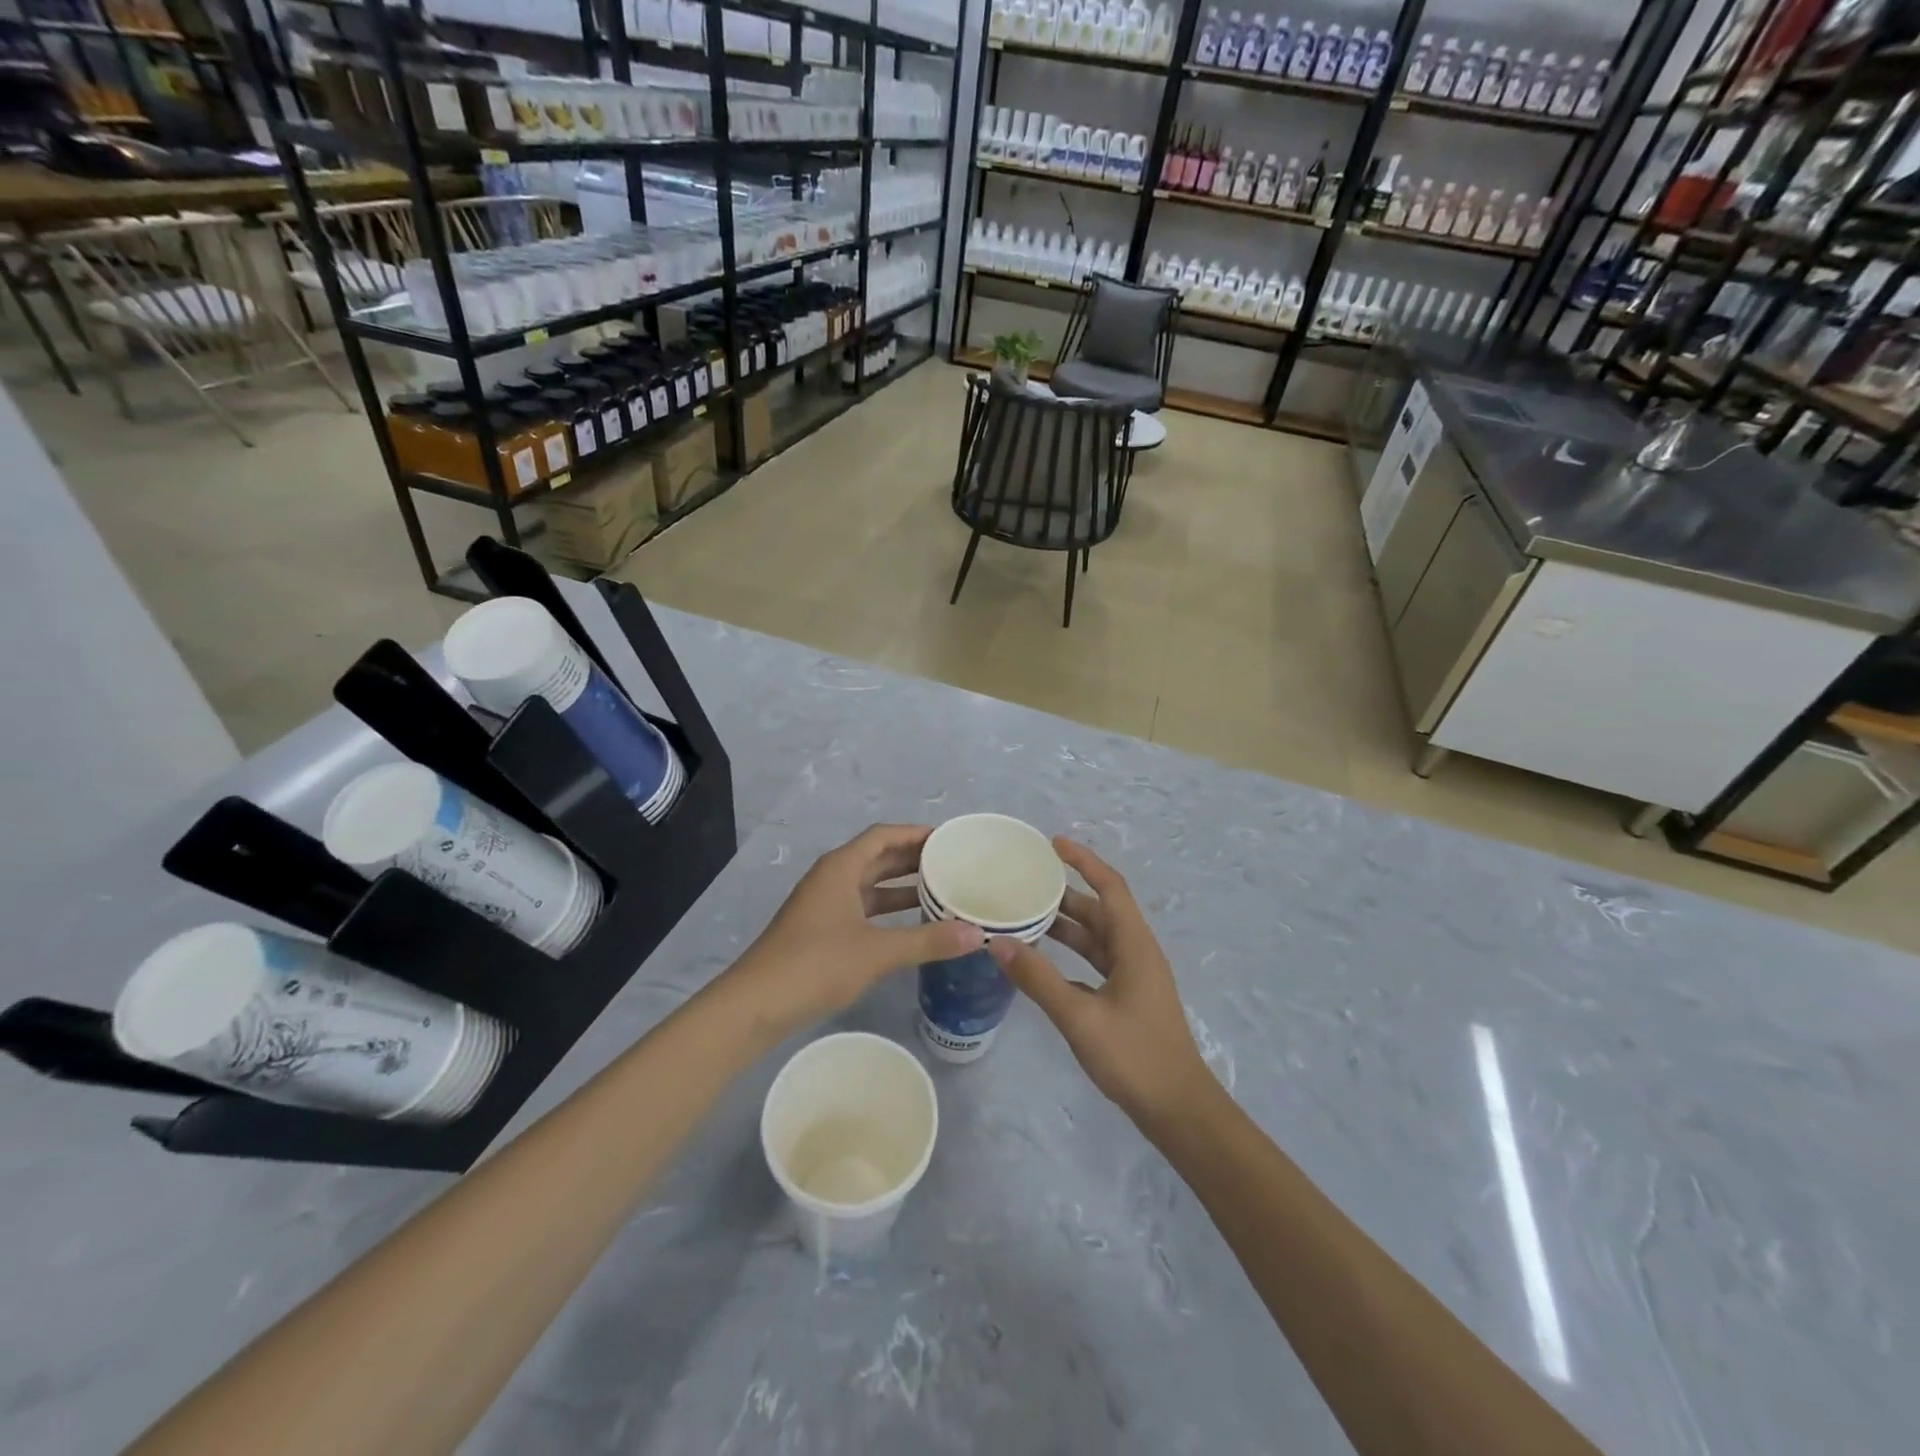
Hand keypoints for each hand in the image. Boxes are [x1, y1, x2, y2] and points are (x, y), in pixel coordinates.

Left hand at [736, 824, 983, 1026]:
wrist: (756, 1005)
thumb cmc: (815, 964)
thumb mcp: (877, 951)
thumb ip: (928, 941)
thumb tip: (978, 934)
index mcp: (841, 868)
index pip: (883, 835)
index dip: (915, 834)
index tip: (948, 840)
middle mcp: (832, 878)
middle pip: (877, 857)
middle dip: (913, 859)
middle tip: (952, 865)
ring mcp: (824, 905)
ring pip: (870, 886)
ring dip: (902, 887)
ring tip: (941, 892)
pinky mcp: (821, 931)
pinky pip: (862, 908)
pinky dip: (887, 912)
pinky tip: (912, 926)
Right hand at [990, 837, 1213, 1127]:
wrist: (1178, 1109)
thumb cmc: (1135, 1057)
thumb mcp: (1080, 1017)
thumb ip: (1039, 980)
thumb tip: (999, 944)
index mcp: (1134, 945)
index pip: (1109, 887)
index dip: (1084, 861)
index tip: (1053, 844)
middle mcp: (1136, 952)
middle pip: (1100, 909)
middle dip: (1066, 893)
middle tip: (1025, 882)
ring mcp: (1134, 976)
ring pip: (1097, 936)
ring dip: (1066, 924)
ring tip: (1025, 914)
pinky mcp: (1128, 997)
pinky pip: (1096, 960)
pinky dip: (1071, 952)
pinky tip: (1043, 959)